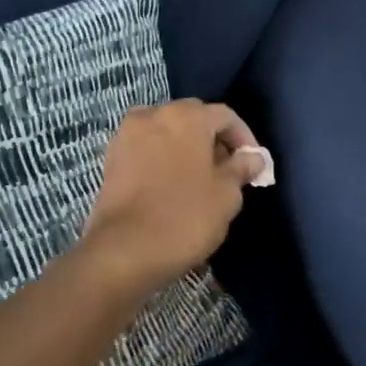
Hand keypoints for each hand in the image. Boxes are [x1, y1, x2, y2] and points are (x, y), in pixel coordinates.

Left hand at [82, 100, 263, 291]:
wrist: (124, 251)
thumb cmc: (185, 217)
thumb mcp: (227, 195)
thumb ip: (241, 168)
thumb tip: (252, 158)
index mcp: (186, 116)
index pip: (225, 116)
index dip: (245, 138)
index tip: (254, 165)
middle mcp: (153, 114)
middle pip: (193, 118)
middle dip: (214, 141)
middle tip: (228, 171)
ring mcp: (127, 135)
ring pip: (167, 133)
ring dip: (186, 149)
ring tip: (200, 180)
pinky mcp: (111, 159)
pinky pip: (147, 149)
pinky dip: (163, 160)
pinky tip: (172, 186)